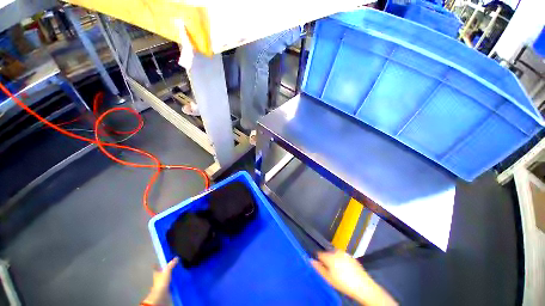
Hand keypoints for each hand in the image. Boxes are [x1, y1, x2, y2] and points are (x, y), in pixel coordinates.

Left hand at [142, 257, 178, 304]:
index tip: (158, 262)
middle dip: (166, 269)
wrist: (161, 295)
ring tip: (177, 270)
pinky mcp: (166, 287)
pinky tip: (178, 278)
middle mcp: (158, 277)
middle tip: (172, 264)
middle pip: (162, 272)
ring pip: (166, 277)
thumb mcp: (167, 271)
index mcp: (156, 273)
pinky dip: (173, 280)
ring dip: (171, 274)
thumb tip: (176, 257)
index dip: (157, 264)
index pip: (155, 267)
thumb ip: (171, 265)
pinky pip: (170, 281)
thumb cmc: (162, 282)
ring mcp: (162, 282)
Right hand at [311, 250, 396, 305]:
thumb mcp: (329, 279)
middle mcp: (336, 251)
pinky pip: (342, 257)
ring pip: (335, 255)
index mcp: (329, 256)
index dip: (319, 261)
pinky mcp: (351, 257)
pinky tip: (345, 271)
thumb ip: (318, 269)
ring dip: (334, 261)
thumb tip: (310, 260)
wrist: (363, 286)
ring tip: (338, 272)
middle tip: (330, 272)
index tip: (321, 268)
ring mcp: (344, 253)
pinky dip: (341, 261)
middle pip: (327, 254)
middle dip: (327, 261)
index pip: (319, 254)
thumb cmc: (343, 283)